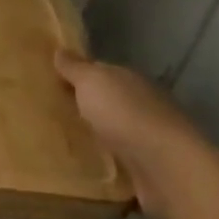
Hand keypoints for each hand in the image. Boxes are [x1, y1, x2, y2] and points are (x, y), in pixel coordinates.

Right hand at [54, 51, 203, 218]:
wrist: (167, 167)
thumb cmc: (124, 114)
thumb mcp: (92, 82)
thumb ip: (75, 68)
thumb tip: (59, 50)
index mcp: (129, 80)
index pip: (101, 72)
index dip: (78, 75)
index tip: (52, 81)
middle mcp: (142, 104)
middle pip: (108, 102)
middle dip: (86, 105)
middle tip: (52, 111)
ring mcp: (148, 138)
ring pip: (115, 131)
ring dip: (97, 134)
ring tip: (64, 141)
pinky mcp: (149, 169)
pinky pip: (120, 160)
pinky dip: (107, 160)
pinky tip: (88, 165)